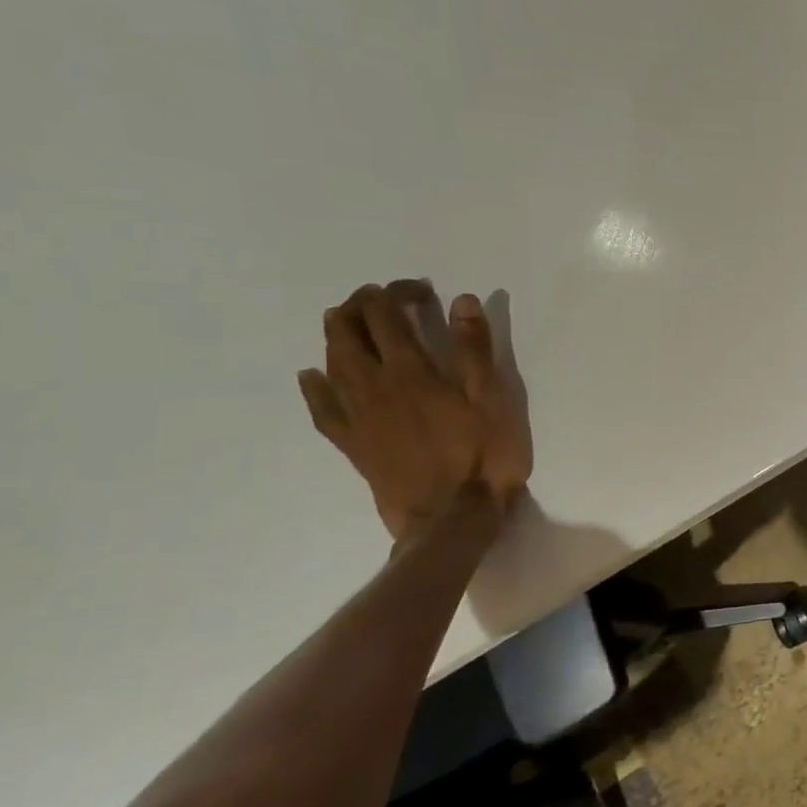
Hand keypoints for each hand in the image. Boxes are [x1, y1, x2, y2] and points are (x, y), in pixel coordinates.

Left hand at [297, 282, 532, 540]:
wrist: (450, 516)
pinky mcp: (352, 443)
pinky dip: (314, 386)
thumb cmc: (483, 455)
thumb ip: (475, 349)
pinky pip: (321, 408)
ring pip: (331, 362)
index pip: (387, 315)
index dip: (396, 293)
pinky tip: (313, 376)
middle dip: (361, 306)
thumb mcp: (493, 398)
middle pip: (349, 332)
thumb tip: (460, 301)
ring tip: (348, 322)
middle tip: (382, 299)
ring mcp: (356, 415)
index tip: (421, 291)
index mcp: (410, 371)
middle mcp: (372, 386)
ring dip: (337, 335)